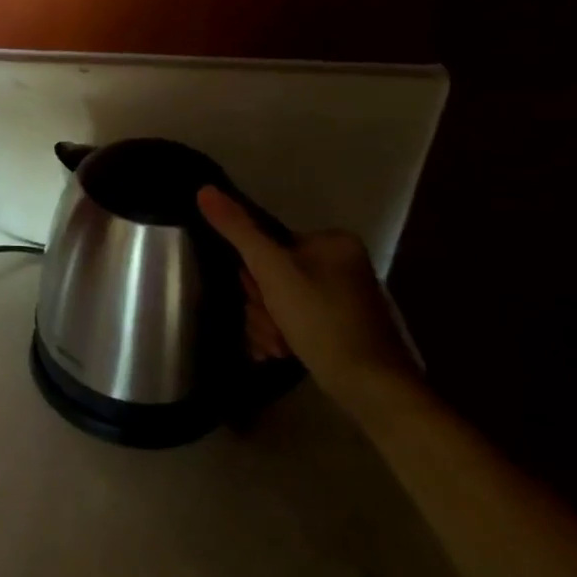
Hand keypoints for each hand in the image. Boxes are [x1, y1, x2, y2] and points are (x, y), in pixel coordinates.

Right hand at [197, 186, 420, 413]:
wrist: (372, 387)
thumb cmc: (322, 320)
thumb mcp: (272, 270)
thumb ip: (238, 230)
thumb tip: (204, 189)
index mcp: (331, 242)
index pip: (266, 245)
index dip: (253, 274)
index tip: (260, 296)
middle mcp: (339, 265)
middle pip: (271, 275)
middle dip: (261, 306)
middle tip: (272, 326)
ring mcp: (341, 298)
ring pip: (278, 302)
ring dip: (267, 325)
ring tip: (279, 346)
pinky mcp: (339, 328)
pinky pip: (293, 321)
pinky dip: (281, 336)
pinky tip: (282, 353)